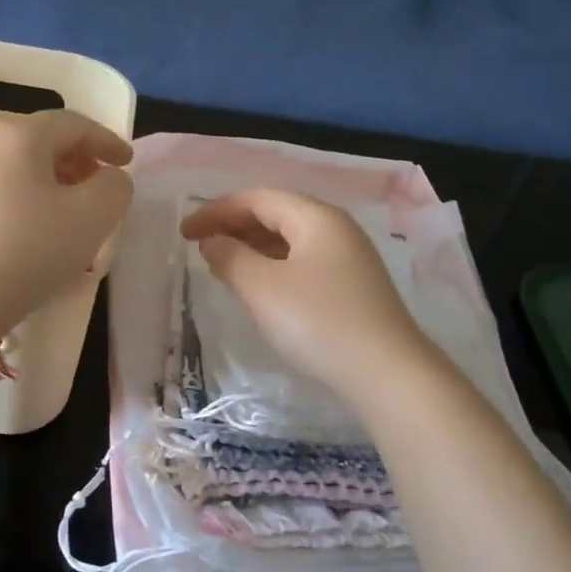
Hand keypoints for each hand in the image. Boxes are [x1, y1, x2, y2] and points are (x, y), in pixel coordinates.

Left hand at [0, 111, 133, 328]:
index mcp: (19, 136)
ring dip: (52, 183)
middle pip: (42, 142)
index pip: (73, 124)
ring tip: (71, 212)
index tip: (128, 163)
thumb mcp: (94, 216)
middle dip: (78, 161)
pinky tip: (35, 230)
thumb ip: (115, 187)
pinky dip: (26, 200)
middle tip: (100, 187)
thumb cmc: (31, 249)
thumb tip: (109, 178)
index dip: (107, 141)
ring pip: (18, 168)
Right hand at [181, 189, 430, 392]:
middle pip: (276, 214)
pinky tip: (258, 287)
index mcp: (316, 217)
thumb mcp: (262, 288)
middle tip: (198, 246)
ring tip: (221, 265)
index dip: (216, 211)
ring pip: (290, 240)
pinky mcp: (352, 287)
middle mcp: (336, 229)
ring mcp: (348, 258)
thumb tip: (212, 242)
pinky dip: (272, 266)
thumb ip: (230, 258)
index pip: (257, 199)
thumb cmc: (318, 322)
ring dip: (252, 247)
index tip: (184, 232)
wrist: (386, 372)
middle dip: (234, 226)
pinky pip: (302, 262)